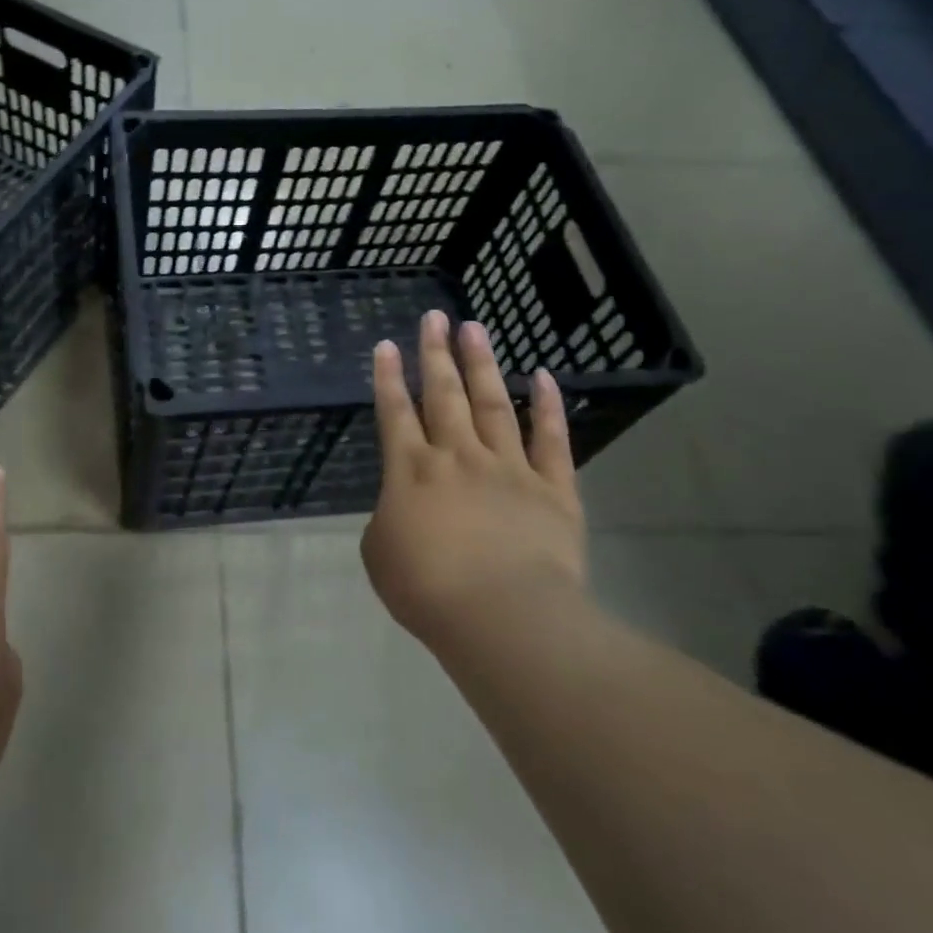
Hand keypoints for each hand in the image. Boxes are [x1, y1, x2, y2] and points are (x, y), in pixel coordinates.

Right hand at [363, 310, 587, 653]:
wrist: (503, 616)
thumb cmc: (427, 588)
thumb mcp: (380, 554)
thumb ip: (388, 519)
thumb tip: (404, 509)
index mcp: (411, 470)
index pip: (395, 412)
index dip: (389, 377)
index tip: (388, 345)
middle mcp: (457, 456)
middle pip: (444, 394)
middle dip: (436, 353)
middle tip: (434, 317)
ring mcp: (508, 468)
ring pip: (492, 404)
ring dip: (482, 364)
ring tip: (475, 328)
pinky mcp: (552, 489)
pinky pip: (551, 440)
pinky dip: (547, 406)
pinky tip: (543, 377)